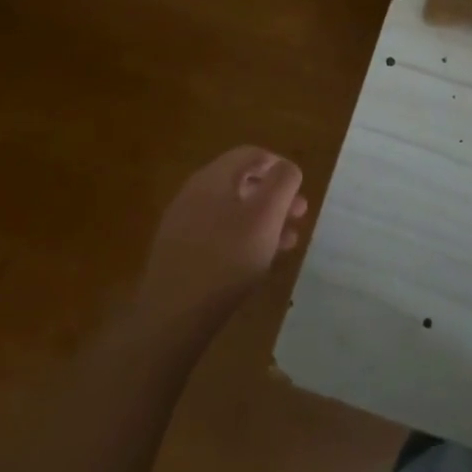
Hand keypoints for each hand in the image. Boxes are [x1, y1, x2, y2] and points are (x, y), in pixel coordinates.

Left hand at [135, 147, 308, 329]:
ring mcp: (183, 224)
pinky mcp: (179, 253)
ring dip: (264, 220)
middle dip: (275, 196)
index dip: (280, 165)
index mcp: (213, 177)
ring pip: (233, 211)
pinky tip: (258, 261)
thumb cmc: (227, 257)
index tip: (299, 187)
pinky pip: (218, 234)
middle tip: (299, 216)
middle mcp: (195, 193)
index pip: (251, 154)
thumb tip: (287, 168)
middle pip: (242, 183)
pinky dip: (243, 238)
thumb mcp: (267, 215)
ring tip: (287, 241)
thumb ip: (283, 183)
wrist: (172, 316)